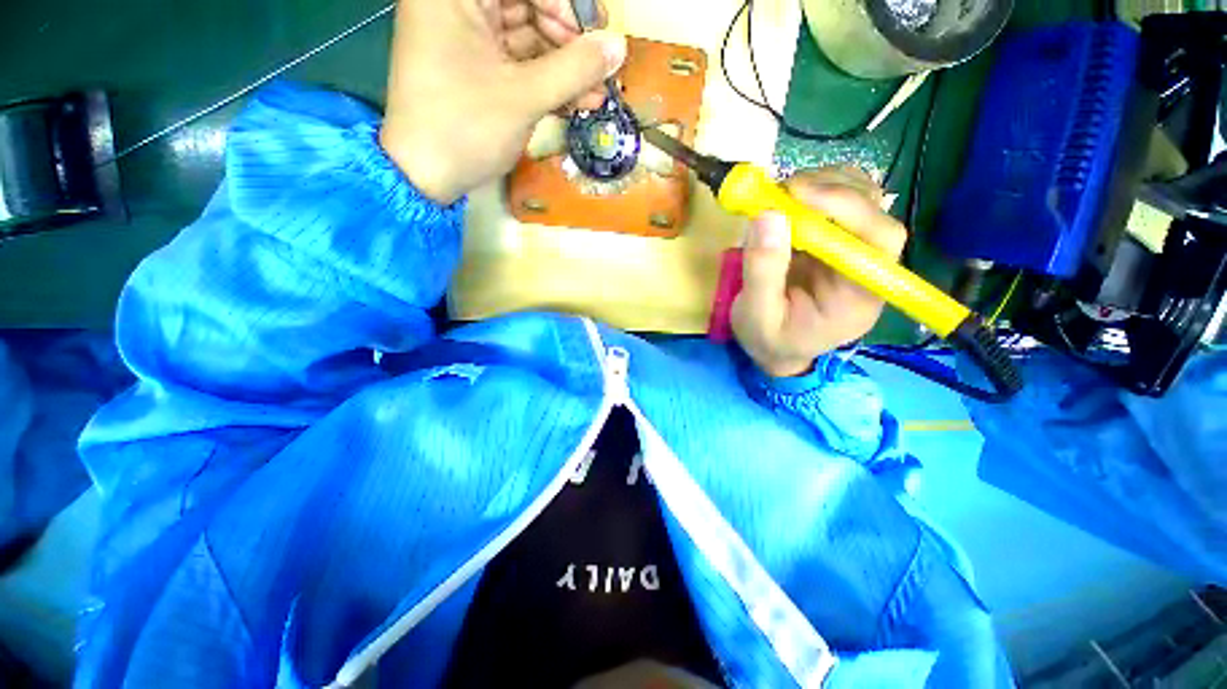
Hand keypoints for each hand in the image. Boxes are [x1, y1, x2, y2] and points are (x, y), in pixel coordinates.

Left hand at [380, 0, 626, 203]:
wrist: (426, 178)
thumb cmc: (466, 129)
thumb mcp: (524, 96)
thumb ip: (574, 69)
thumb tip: (617, 46)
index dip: (566, 4)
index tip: (599, 32)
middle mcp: (458, 7)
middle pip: (527, 6)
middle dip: (568, 41)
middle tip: (599, 71)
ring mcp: (467, 41)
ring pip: (528, 40)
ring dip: (565, 68)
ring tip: (596, 95)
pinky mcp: (476, 71)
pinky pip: (519, 66)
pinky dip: (548, 83)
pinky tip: (577, 102)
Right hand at [731, 168, 907, 377]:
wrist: (776, 349)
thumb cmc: (769, 340)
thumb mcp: (757, 316)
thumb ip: (762, 272)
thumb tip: (767, 215)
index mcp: (860, 296)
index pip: (879, 239)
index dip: (845, 207)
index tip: (796, 193)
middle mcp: (868, 268)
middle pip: (876, 211)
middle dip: (830, 190)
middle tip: (782, 190)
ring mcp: (854, 252)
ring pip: (862, 198)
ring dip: (823, 185)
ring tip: (781, 196)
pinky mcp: (837, 243)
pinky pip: (840, 204)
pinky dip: (816, 192)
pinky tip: (788, 203)